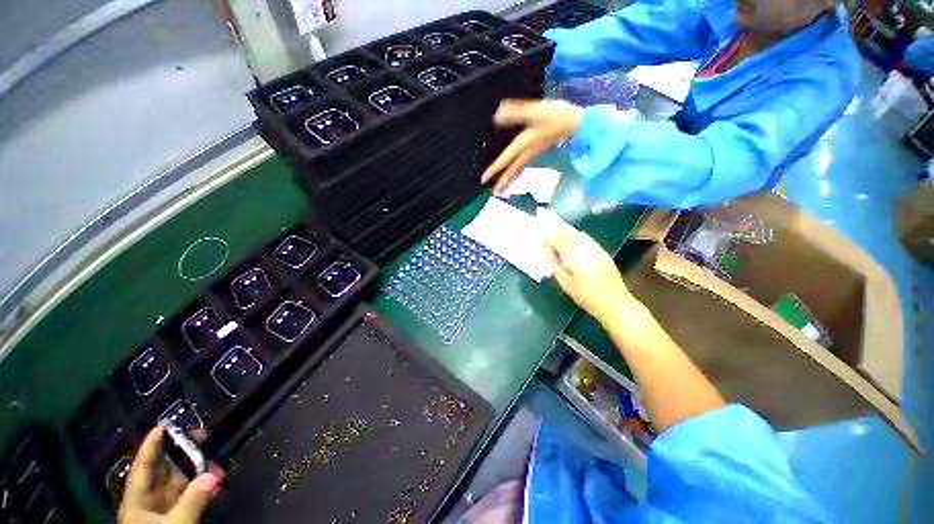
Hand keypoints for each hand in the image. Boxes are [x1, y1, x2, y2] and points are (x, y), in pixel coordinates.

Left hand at [118, 423, 223, 523]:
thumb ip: (193, 502)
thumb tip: (214, 473)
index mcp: (138, 499)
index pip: (144, 465)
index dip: (153, 444)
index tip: (166, 422)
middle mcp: (149, 498)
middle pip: (163, 468)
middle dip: (181, 450)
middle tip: (202, 432)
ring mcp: (164, 506)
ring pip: (180, 479)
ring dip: (197, 467)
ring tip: (214, 456)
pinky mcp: (178, 514)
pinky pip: (190, 492)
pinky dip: (203, 483)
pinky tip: (216, 477)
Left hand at [481, 99, 583, 194]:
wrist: (577, 124)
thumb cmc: (557, 116)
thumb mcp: (536, 111)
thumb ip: (516, 113)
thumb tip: (496, 115)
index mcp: (524, 144)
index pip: (506, 159)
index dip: (494, 169)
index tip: (484, 179)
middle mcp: (527, 152)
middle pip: (513, 170)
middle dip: (503, 181)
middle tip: (494, 193)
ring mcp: (533, 153)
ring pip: (518, 169)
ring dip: (510, 179)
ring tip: (501, 188)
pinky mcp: (537, 150)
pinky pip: (523, 165)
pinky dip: (516, 172)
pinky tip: (514, 172)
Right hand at [545, 230, 637, 322]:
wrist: (615, 303)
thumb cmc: (587, 296)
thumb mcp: (566, 285)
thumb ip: (557, 269)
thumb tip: (551, 259)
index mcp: (577, 255)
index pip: (560, 242)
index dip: (549, 241)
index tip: (542, 243)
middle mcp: (588, 248)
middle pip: (572, 234)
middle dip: (560, 235)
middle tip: (551, 241)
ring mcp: (598, 250)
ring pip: (582, 236)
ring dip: (570, 237)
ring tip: (561, 244)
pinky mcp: (604, 255)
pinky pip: (589, 242)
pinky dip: (579, 242)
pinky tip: (575, 251)